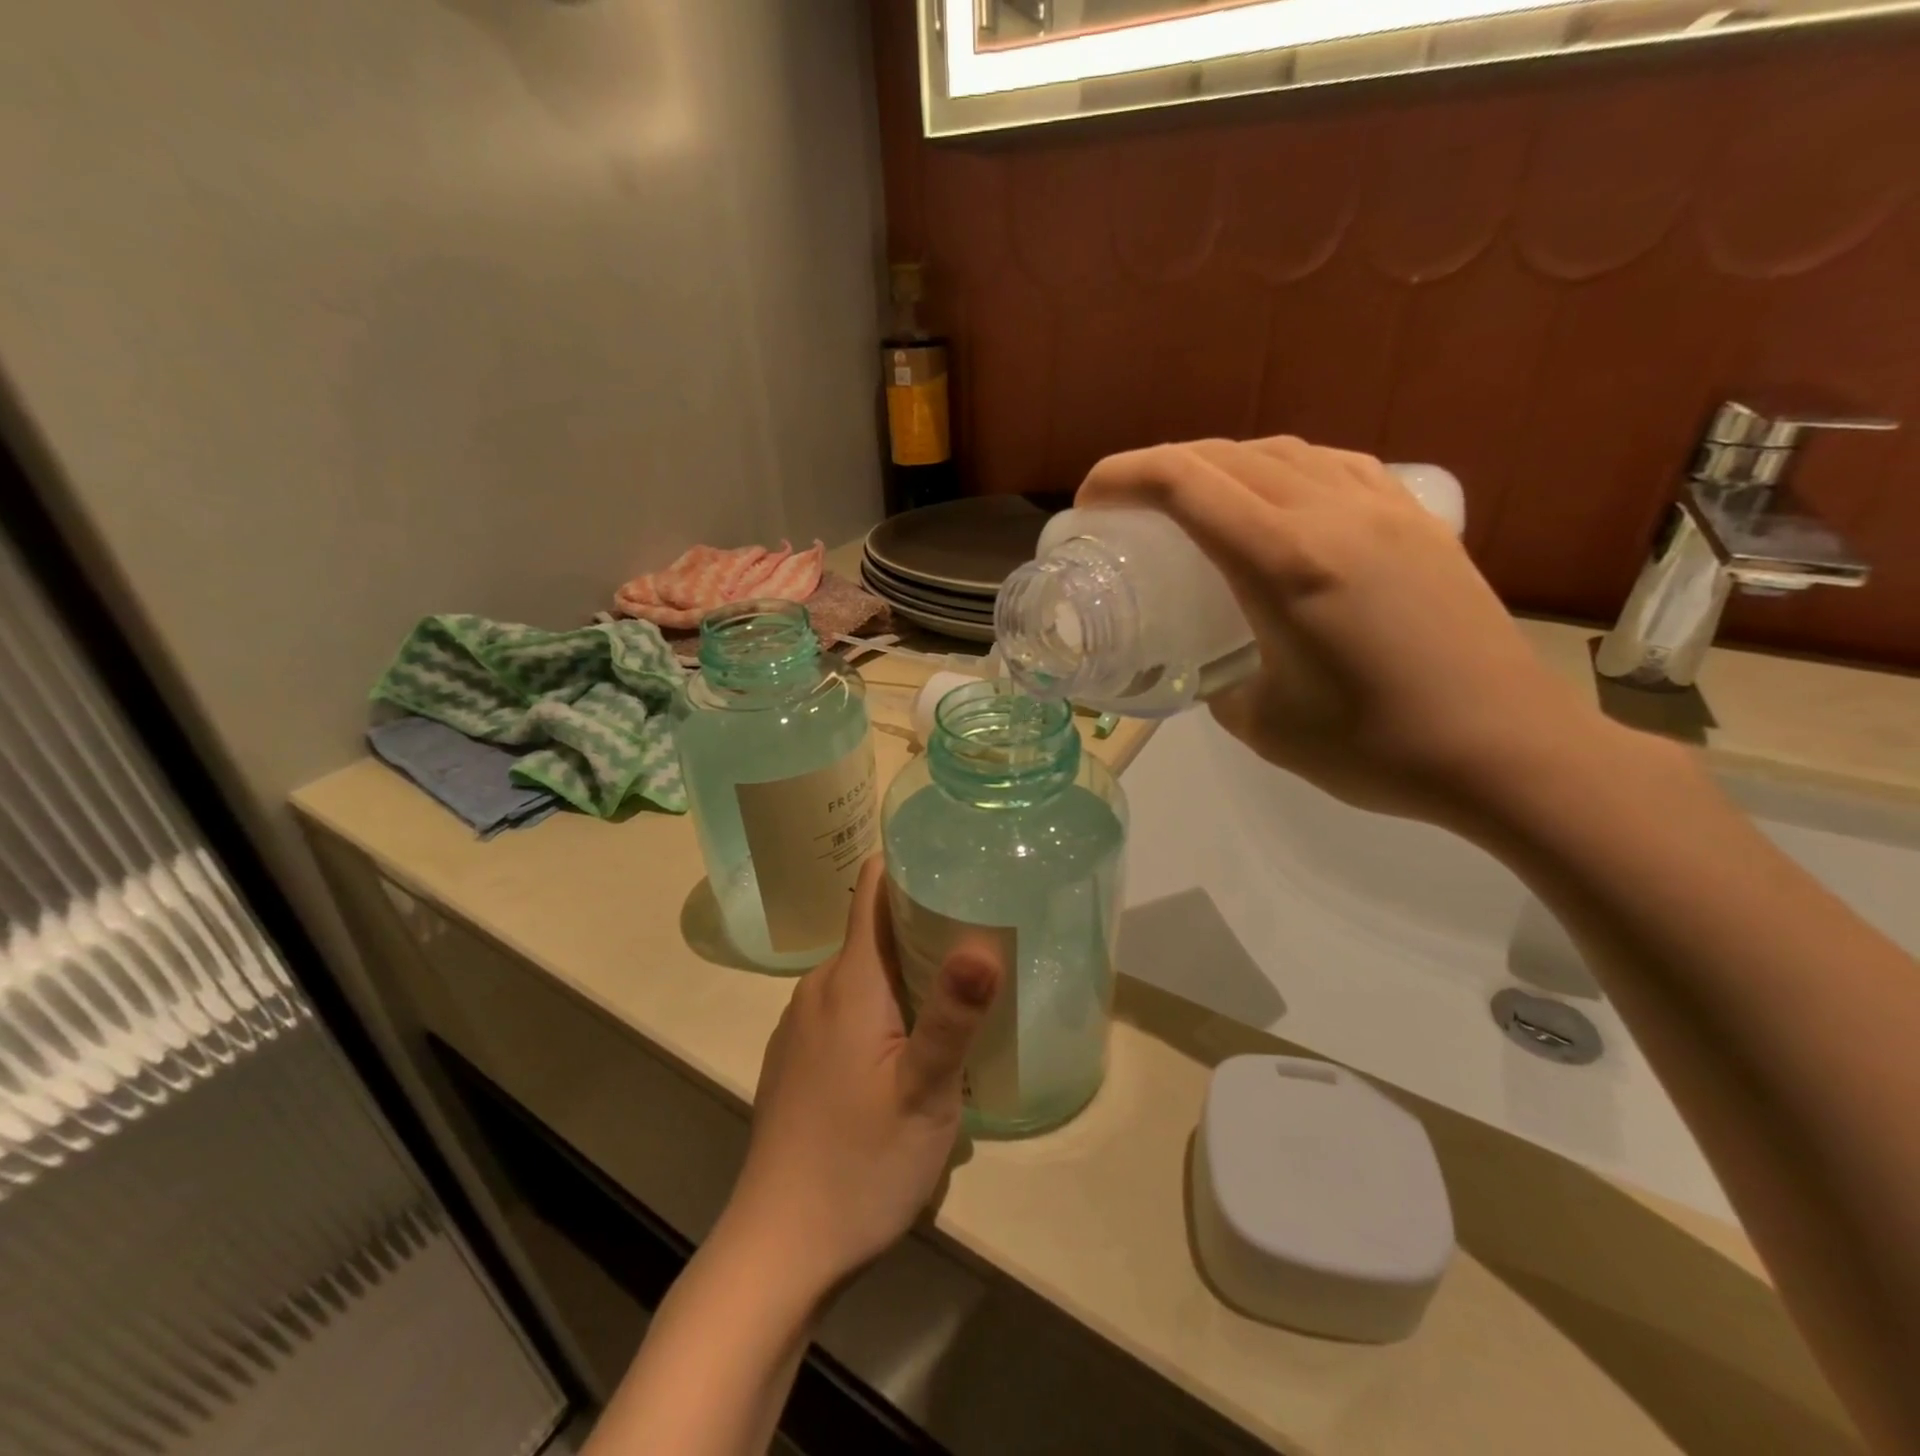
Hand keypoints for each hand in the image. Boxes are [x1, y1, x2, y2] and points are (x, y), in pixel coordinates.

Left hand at [721, 858, 1002, 1296]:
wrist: (777, 1249)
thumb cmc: (858, 1164)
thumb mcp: (924, 1092)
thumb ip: (953, 1015)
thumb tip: (983, 942)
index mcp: (848, 980)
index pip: (870, 889)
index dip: (909, 864)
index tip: (956, 858)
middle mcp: (818, 989)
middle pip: (873, 930)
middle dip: (925, 921)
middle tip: (984, 929)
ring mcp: (801, 1025)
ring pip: (863, 972)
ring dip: (908, 969)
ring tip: (960, 985)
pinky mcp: (798, 1059)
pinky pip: (847, 1007)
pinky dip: (884, 1004)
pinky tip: (913, 1042)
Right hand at [1078, 436, 1610, 831]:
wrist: (1508, 751)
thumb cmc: (1376, 748)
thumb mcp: (1263, 726)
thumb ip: (1219, 684)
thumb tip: (1210, 667)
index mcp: (1284, 564)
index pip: (1185, 485)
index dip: (1123, 477)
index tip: (1089, 501)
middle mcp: (1332, 515)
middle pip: (1226, 456)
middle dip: (1159, 467)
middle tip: (1126, 505)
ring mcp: (1383, 509)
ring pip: (1282, 450)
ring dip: (1220, 462)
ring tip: (1193, 498)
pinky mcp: (1418, 520)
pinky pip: (1333, 465)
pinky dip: (1283, 467)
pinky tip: (1277, 497)